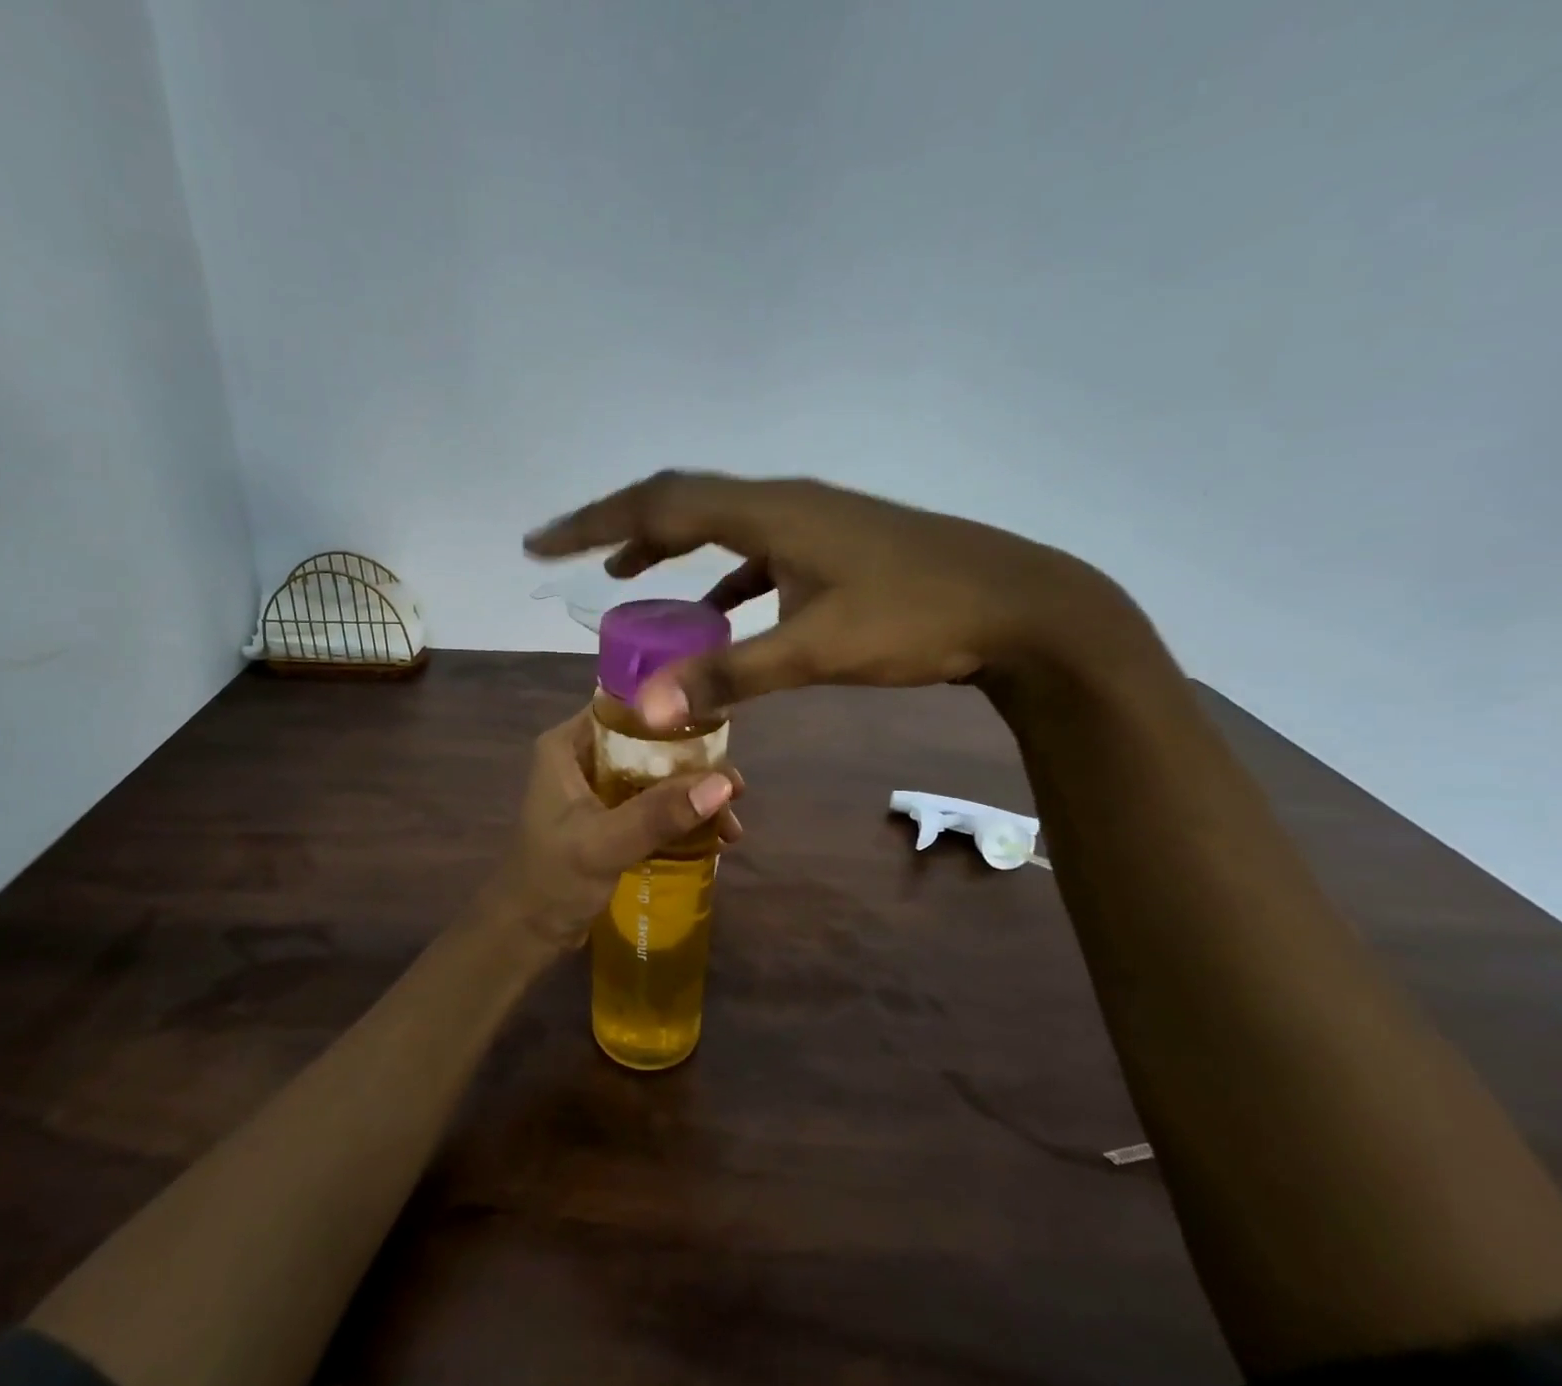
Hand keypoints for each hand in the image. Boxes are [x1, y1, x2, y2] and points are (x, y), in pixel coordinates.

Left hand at [489, 708, 743, 948]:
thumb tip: (724, 784)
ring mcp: (596, 789)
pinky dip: (680, 817)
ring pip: (655, 776)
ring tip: (732, 824)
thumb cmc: (553, 881)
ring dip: (692, 797)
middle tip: (737, 790)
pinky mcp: (608, 818)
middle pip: (648, 744)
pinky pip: (652, 804)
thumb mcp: (605, 843)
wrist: (526, 935)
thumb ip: (660, 813)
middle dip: (694, 767)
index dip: (673, 714)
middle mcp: (582, 757)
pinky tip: (714, 837)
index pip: (625, 708)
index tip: (722, 728)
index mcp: (567, 745)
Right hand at [525, 471, 1145, 726]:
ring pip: (717, 525)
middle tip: (569, 554)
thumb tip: (648, 706)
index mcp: (769, 512)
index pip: (658, 504)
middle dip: (618, 527)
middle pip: (680, 503)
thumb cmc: (918, 619)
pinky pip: (755, 552)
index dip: (593, 523)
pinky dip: (721, 576)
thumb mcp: (815, 650)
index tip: (540, 543)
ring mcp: (810, 523)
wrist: (1021, 605)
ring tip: (625, 577)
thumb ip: (728, 676)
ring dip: (667, 547)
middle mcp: (782, 503)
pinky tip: (714, 607)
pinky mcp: (831, 548)